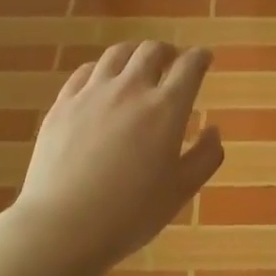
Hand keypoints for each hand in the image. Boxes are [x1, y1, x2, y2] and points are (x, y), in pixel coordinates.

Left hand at [13, 41, 224, 274]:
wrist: (63, 225)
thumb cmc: (131, 213)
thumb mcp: (182, 191)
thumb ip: (206, 156)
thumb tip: (213, 130)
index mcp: (166, 108)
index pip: (189, 67)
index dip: (200, 58)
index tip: (205, 58)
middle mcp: (130, 90)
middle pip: (151, 51)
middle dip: (168, 51)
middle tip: (172, 61)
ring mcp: (91, 94)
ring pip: (116, 55)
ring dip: (134, 54)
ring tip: (138, 65)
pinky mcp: (62, 104)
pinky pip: (84, 72)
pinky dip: (101, 70)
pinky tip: (101, 81)